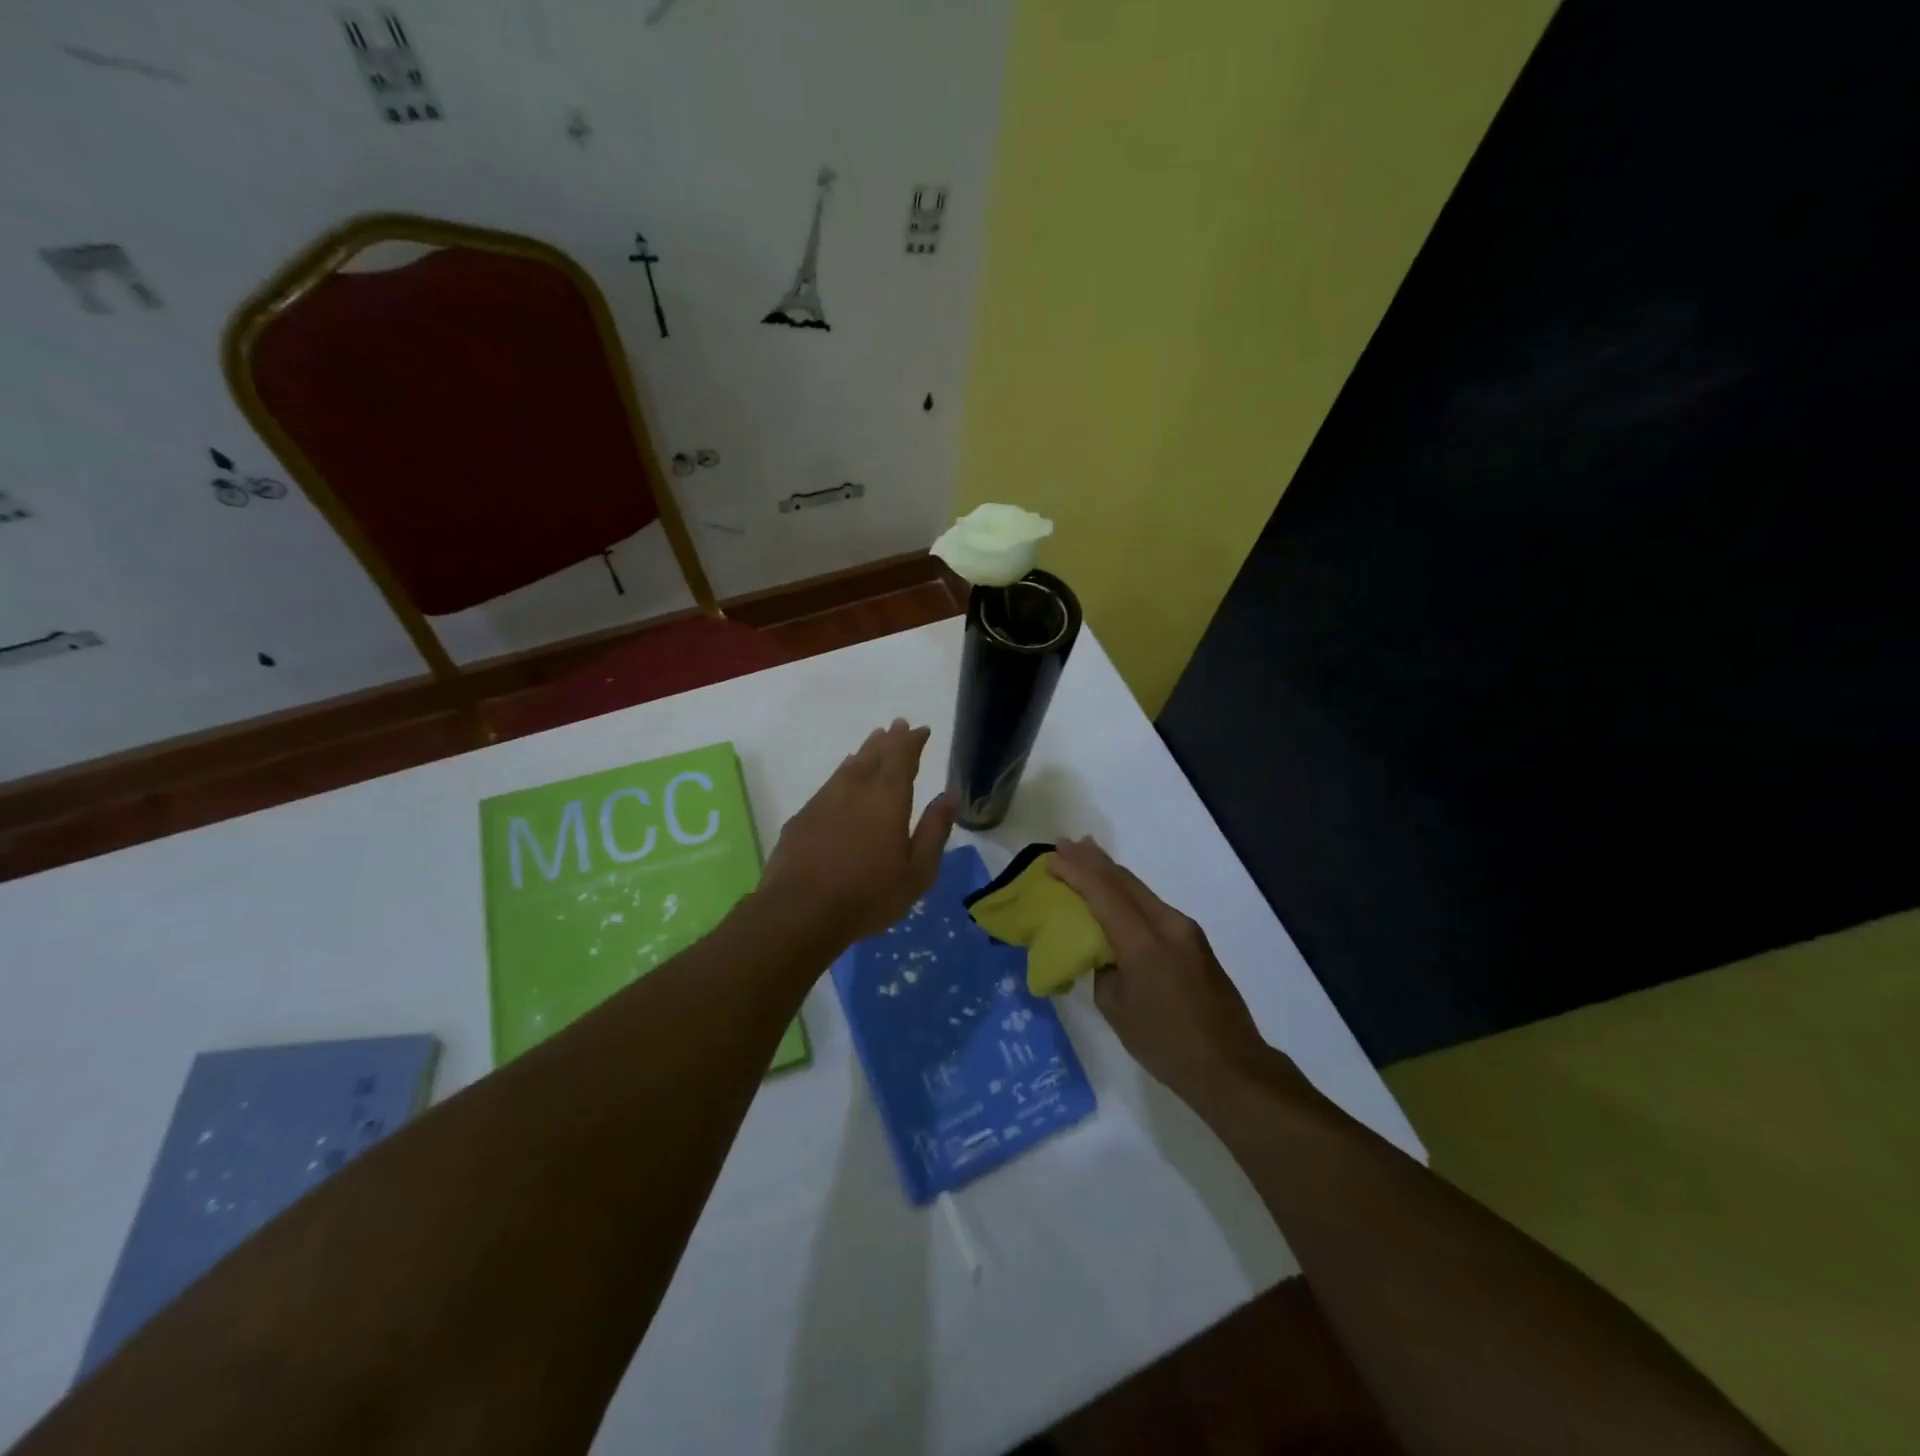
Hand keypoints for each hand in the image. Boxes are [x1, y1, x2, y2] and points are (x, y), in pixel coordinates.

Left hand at [760, 720, 956, 948]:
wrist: (799, 912)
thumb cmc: (868, 895)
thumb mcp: (917, 872)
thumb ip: (934, 830)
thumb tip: (950, 796)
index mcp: (887, 798)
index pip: (902, 757)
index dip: (912, 741)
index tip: (921, 730)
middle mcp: (855, 789)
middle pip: (874, 755)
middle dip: (889, 740)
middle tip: (897, 726)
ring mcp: (825, 800)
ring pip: (849, 766)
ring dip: (865, 752)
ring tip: (873, 742)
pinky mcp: (803, 817)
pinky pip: (830, 783)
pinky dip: (842, 773)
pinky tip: (842, 778)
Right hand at [1049, 838, 1273, 1106]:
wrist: (1231, 1067)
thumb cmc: (1166, 1044)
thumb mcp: (1117, 1010)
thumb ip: (1105, 969)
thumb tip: (1108, 954)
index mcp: (1143, 942)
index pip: (1103, 893)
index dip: (1075, 872)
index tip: (1051, 858)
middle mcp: (1167, 924)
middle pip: (1124, 881)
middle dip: (1093, 860)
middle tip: (1065, 843)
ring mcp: (1185, 930)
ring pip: (1140, 890)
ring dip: (1111, 873)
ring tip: (1086, 855)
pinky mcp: (1194, 942)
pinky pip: (1152, 906)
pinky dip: (1128, 893)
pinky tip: (1116, 892)